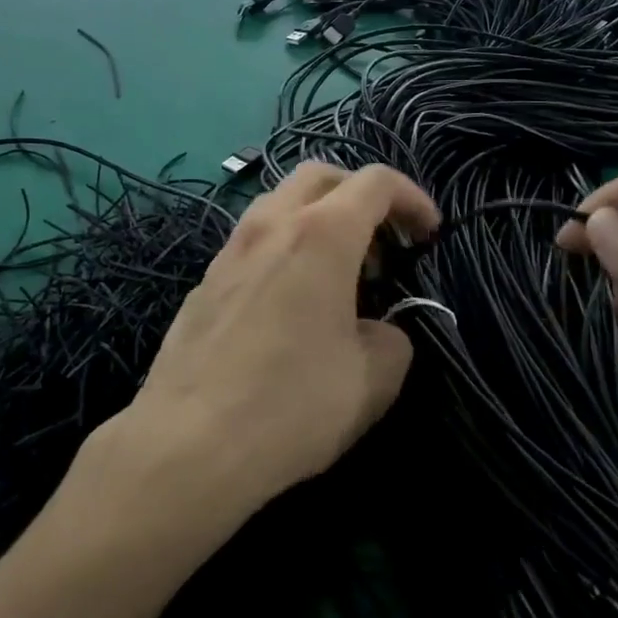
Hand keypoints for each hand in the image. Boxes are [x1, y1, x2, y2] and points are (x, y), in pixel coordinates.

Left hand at [114, 163, 439, 525]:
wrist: (188, 442)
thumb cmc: (290, 405)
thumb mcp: (372, 380)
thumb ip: (392, 340)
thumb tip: (378, 331)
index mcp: (321, 235)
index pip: (375, 182)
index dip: (413, 198)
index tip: (429, 234)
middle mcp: (271, 225)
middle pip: (321, 175)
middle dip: (361, 195)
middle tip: (384, 243)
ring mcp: (231, 248)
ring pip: (280, 201)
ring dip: (319, 218)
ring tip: (339, 273)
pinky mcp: (206, 279)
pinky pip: (254, 239)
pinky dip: (285, 246)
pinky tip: (292, 301)